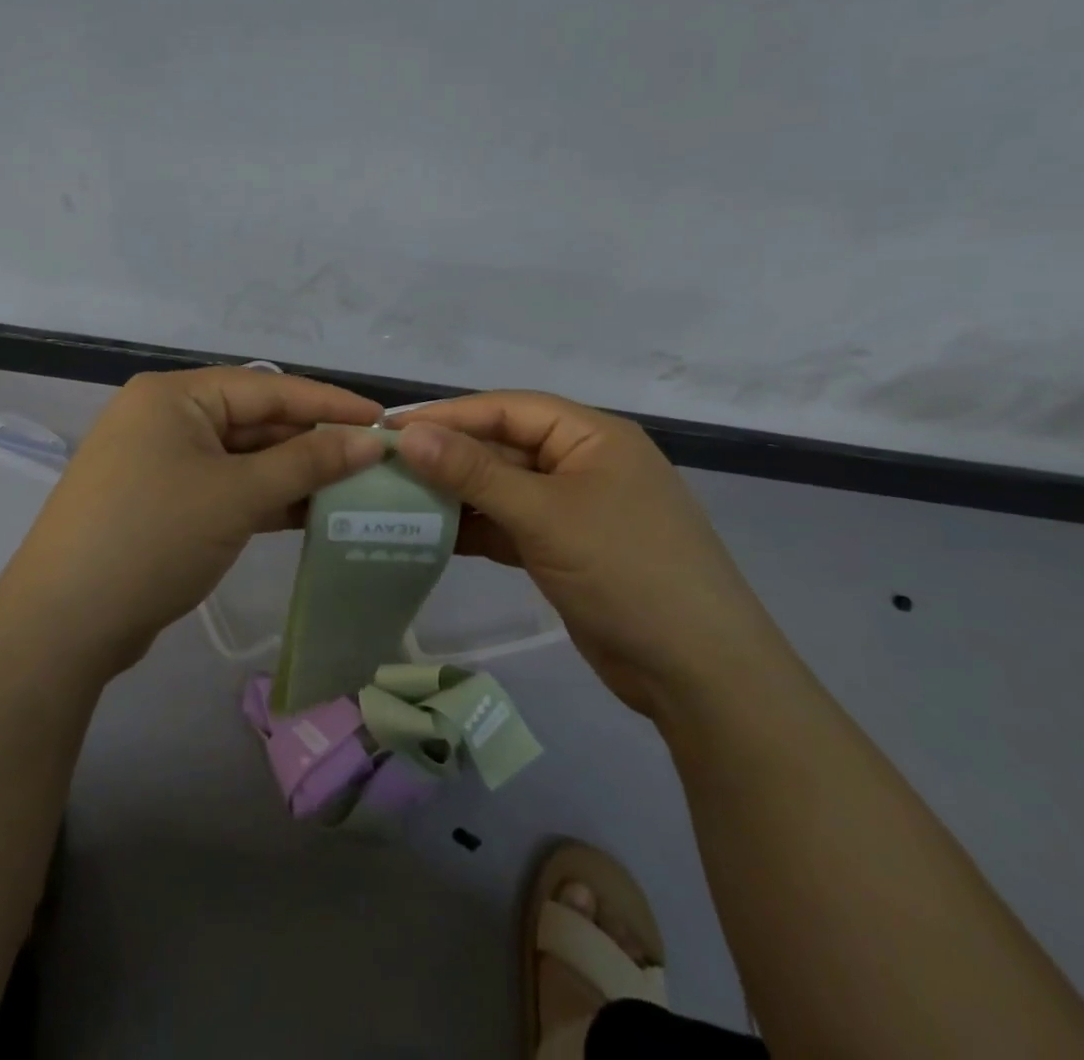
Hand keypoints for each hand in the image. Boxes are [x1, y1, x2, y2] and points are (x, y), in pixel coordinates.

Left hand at [0, 367, 384, 676]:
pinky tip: (312, 514)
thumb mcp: (237, 495)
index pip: (268, 387)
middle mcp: (166, 418)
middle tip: (374, 461)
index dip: (328, 403)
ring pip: (244, 459)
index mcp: (175, 396)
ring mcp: (161, 463)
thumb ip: (307, 463)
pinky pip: (227, 488)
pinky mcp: (163, 504)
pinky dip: (266, 500)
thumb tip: (371, 440)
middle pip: (255, 421)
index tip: (383, 420)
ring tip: (355, 488)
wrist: (63, 626)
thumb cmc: (152, 538)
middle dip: (313, 442)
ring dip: (294, 474)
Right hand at [390, 392, 790, 716]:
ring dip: (456, 495)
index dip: (448, 416)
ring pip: (503, 488)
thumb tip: (409, 435)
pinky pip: (510, 525)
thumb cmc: (627, 572)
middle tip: (384, 467)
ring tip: (396, 499)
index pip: (507, 409)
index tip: (390, 428)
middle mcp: (583, 462)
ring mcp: (575, 509)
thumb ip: (474, 473)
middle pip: (503, 447)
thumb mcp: (545, 515)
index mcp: (592, 436)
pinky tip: (431, 534)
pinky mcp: (565, 549)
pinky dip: (475, 528)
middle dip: (448, 457)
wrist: (699, 675)